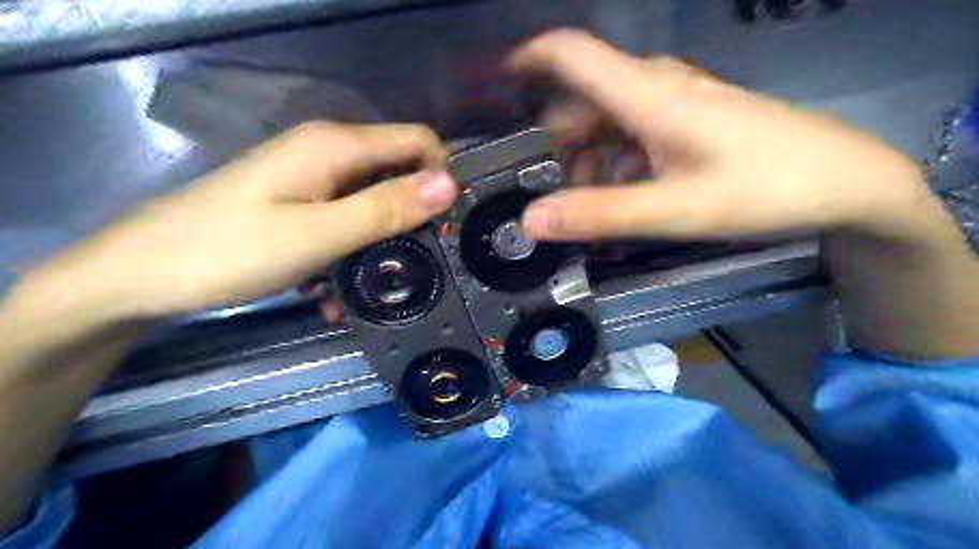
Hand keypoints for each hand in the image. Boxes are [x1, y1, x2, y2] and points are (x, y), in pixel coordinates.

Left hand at [17, 122, 454, 322]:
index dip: (441, 176)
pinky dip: (350, 247)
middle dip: (412, 216)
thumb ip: (386, 208)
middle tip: (415, 264)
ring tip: (369, 286)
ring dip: (379, 241)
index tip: (447, 224)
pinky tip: (334, 287)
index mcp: (336, 146)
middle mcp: (328, 151)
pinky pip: (344, 217)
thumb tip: (449, 184)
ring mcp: (310, 177)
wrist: (141, 275)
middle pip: (398, 171)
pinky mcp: (297, 201)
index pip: (419, 141)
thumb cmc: (229, 251)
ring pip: (372, 200)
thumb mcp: (319, 235)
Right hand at [514, 28, 948, 241]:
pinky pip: (635, 134)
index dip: (527, 60)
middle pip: (584, 101)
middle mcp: (656, 89)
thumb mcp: (673, 210)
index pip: (572, 54)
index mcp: (647, 95)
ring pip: (608, 122)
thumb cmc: (762, 189)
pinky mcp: (690, 122)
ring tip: (588, 205)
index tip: (495, 86)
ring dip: (587, 160)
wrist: (846, 182)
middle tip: (546, 191)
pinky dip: (616, 163)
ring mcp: (676, 104)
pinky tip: (624, 195)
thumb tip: (530, 221)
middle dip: (557, 144)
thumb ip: (599, 215)